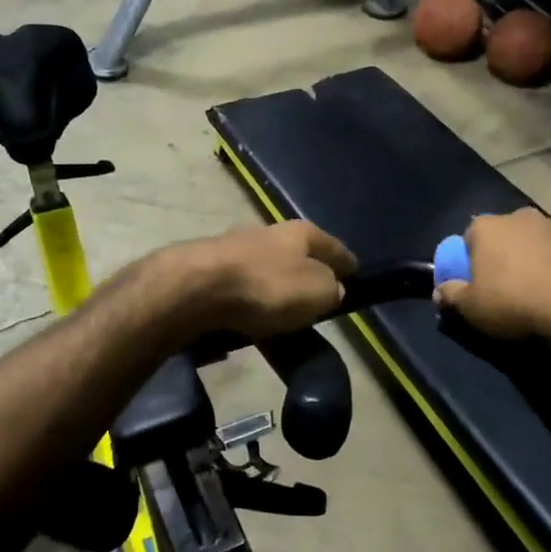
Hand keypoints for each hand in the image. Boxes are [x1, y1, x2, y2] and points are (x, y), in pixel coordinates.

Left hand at [169, 221, 357, 341]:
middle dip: (308, 273)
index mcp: (302, 232)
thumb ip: (332, 290)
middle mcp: (270, 232)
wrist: (194, 287)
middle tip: (317, 299)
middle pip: (298, 255)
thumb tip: (332, 289)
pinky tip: (251, 319)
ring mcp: (236, 248)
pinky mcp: (209, 268)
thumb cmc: (266, 287)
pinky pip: (242, 287)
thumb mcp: (317, 292)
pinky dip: (250, 301)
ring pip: (267, 269)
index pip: (334, 247)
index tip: (355, 276)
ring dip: (276, 289)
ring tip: (283, 317)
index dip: (347, 264)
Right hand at [434, 208, 550, 340]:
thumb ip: (451, 295)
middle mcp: (522, 216)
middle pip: (507, 235)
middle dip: (507, 255)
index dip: (472, 261)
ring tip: (543, 290)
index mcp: (488, 227)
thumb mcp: (471, 307)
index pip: (470, 237)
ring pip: (541, 241)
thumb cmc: (514, 301)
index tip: (478, 283)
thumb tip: (439, 291)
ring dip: (539, 258)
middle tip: (510, 287)